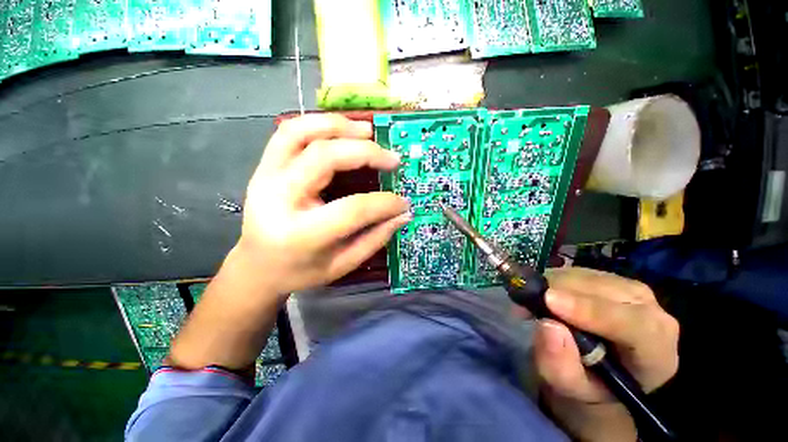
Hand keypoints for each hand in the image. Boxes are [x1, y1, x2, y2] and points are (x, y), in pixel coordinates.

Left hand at [168, 115, 410, 370]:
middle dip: (367, 153)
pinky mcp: (263, 167)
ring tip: (368, 131)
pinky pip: (288, 132)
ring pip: (301, 133)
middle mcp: (279, 198)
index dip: (384, 203)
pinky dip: (317, 123)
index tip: (403, 202)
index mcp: (301, 233)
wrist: (258, 266)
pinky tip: (340, 129)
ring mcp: (265, 177)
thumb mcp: (342, 264)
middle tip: (393, 159)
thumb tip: (403, 214)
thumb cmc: (301, 271)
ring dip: (339, 126)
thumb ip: (375, 238)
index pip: (352, 209)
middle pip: (325, 158)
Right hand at [533, 268, 678, 441]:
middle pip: (603, 291)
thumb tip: (547, 326)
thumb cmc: (591, 385)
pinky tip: (542, 296)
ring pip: (586, 276)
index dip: (590, 311)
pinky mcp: (607, 279)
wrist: (600, 371)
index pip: (632, 324)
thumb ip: (561, 367)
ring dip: (551, 285)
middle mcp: (650, 310)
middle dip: (559, 293)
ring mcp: (630, 289)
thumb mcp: (572, 389)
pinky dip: (551, 280)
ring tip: (531, 304)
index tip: (549, 302)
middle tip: (525, 305)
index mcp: (654, 348)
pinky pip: (575, 271)